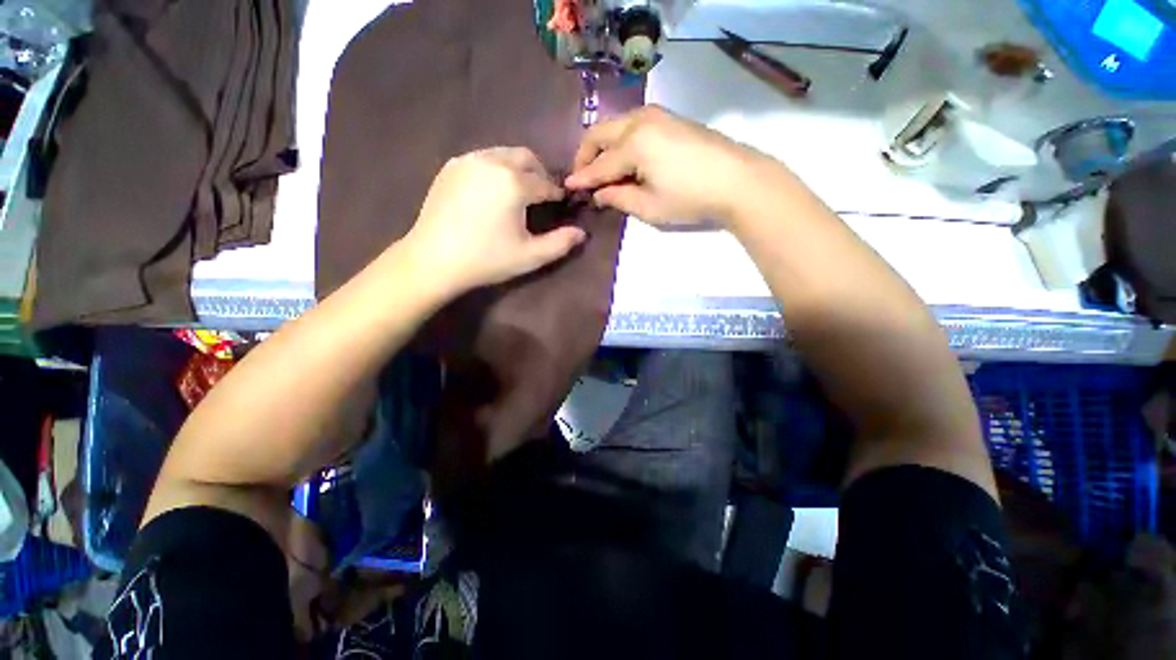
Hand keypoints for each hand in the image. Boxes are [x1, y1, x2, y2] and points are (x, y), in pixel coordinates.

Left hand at [403, 147, 585, 293]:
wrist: (433, 259)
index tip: (561, 204)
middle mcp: (492, 161)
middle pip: (526, 157)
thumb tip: (582, 233)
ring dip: (518, 169)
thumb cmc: (487, 259)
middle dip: (539, 174)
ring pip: (503, 154)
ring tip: (518, 194)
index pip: (545, 183)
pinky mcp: (451, 166)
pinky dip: (496, 169)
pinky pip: (483, 158)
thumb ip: (561, 243)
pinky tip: (492, 192)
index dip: (556, 194)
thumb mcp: (530, 256)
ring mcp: (468, 160)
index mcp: (514, 183)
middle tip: (541, 196)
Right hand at [565, 105, 772, 226]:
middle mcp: (640, 120)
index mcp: (633, 144)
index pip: (599, 165)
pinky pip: (632, 125)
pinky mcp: (669, 118)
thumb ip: (618, 198)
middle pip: (600, 134)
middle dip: (585, 155)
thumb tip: (598, 194)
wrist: (738, 180)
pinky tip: (623, 160)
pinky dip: (620, 141)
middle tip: (581, 177)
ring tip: (600, 171)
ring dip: (602, 146)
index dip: (582, 179)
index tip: (567, 188)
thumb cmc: (689, 198)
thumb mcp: (649, 207)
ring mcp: (657, 115)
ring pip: (615, 126)